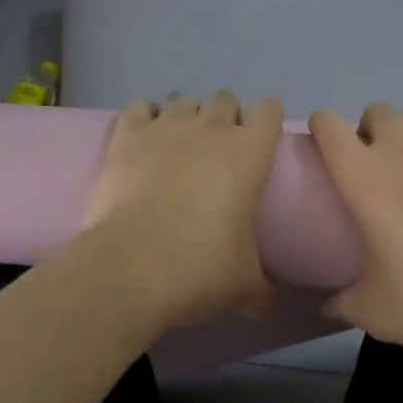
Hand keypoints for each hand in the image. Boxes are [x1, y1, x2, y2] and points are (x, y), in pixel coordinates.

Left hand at [82, 91, 283, 327]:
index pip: (269, 109)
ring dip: (184, 116)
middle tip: (216, 152)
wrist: (130, 269)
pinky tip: (142, 138)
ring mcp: (168, 126)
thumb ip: (264, 290)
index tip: (259, 143)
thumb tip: (273, 304)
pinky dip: (143, 117)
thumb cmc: (199, 270)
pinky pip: (139, 106)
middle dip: (223, 118)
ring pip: (183, 99)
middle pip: (225, 98)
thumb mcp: (244, 288)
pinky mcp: (129, 134)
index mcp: (250, 152)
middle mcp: (212, 127)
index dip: (265, 121)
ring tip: (176, 145)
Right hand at [309, 102, 402, 351]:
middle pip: (376, 111)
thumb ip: (344, 303)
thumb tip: (327, 307)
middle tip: (379, 164)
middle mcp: (398, 146)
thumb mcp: (375, 311)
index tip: (327, 148)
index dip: (323, 128)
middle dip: (373, 130)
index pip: (328, 123)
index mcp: (361, 173)